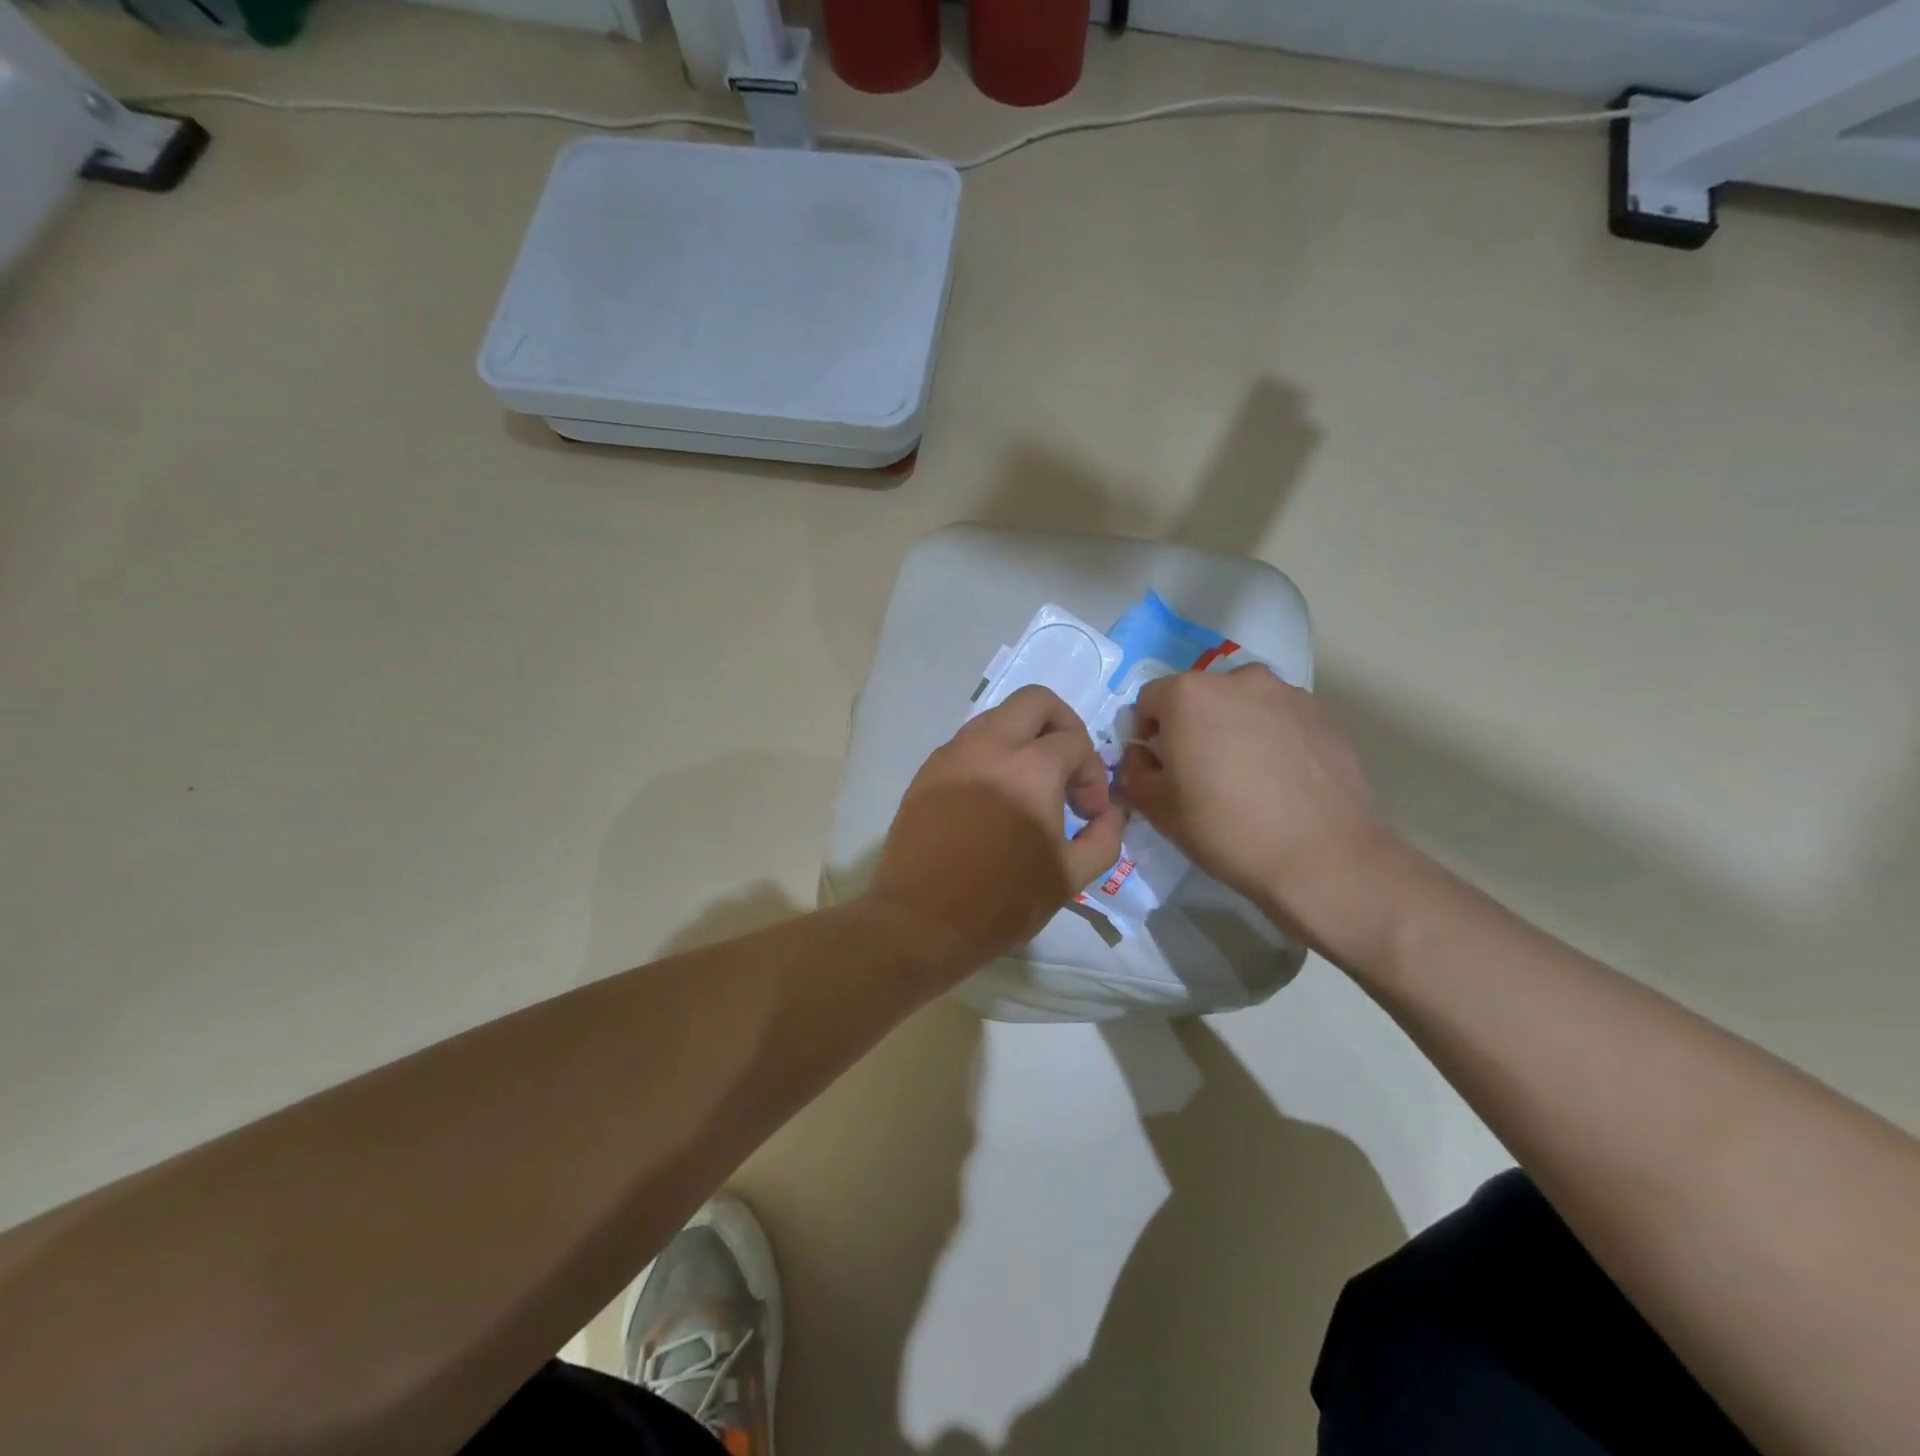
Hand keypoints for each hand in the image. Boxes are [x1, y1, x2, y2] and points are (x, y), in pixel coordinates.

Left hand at [865, 686, 1126, 976]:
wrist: (919, 921)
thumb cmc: (1001, 902)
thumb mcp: (1070, 878)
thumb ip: (1104, 837)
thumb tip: (1110, 813)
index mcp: (1030, 767)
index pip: (1075, 742)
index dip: (1093, 775)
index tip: (1088, 813)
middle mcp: (989, 746)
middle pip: (1035, 701)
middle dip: (1063, 726)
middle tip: (1067, 769)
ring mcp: (952, 754)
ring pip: (997, 717)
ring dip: (1024, 739)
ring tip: (1030, 787)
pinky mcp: (926, 772)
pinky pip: (968, 743)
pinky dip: (991, 756)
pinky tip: (993, 799)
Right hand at [1115, 666, 1397, 950]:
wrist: (1322, 857)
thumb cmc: (1226, 829)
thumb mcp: (1157, 808)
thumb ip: (1133, 772)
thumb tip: (1141, 756)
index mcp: (1189, 695)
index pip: (1149, 700)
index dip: (1146, 733)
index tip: (1159, 767)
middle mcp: (1237, 679)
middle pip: (1198, 696)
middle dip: (1191, 726)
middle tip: (1199, 772)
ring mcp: (1286, 693)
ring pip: (1241, 704)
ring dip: (1232, 728)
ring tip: (1244, 775)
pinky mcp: (1322, 715)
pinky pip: (1278, 718)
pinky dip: (1269, 737)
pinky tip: (1278, 780)